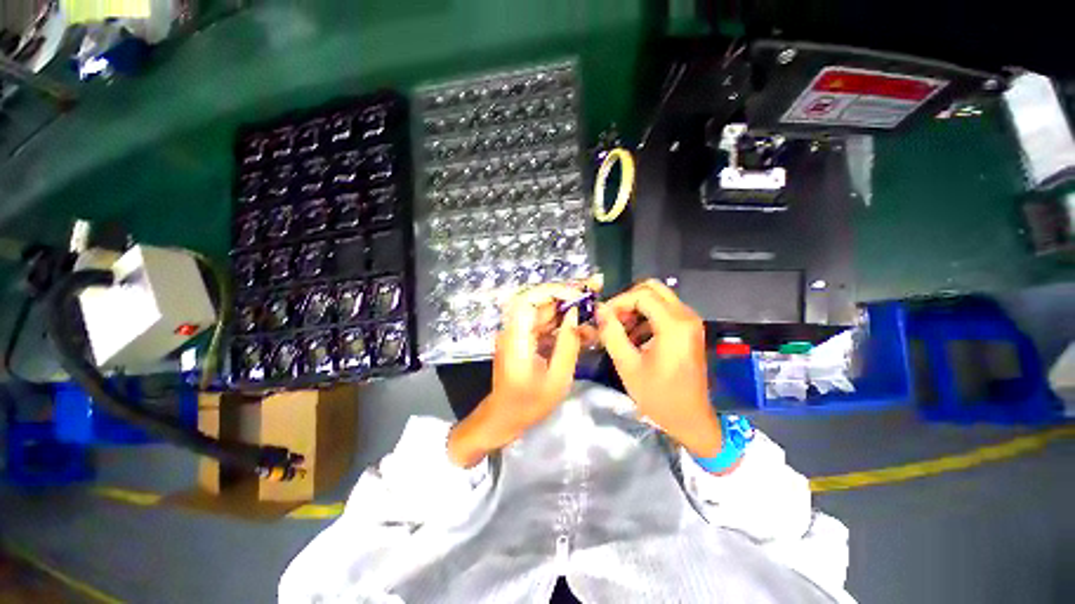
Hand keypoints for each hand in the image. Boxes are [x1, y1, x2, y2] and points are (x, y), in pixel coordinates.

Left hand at [448, 282, 588, 466]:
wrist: (504, 418)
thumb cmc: (529, 405)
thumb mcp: (557, 379)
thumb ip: (568, 344)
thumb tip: (575, 315)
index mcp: (516, 339)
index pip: (528, 300)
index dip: (553, 291)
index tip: (578, 294)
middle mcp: (514, 330)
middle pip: (539, 302)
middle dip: (567, 294)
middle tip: (594, 287)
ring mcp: (518, 333)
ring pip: (544, 311)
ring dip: (567, 307)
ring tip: (592, 304)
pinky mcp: (524, 339)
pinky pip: (544, 324)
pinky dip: (562, 322)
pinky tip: (581, 325)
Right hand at [595, 280, 722, 457]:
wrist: (690, 419)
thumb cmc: (658, 395)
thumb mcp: (628, 365)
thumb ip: (612, 333)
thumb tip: (599, 310)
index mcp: (674, 325)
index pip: (641, 295)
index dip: (618, 302)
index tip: (602, 318)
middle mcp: (686, 316)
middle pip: (652, 288)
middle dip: (627, 300)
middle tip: (612, 319)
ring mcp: (690, 322)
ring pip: (658, 297)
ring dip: (636, 308)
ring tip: (620, 330)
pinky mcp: (688, 329)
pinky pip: (664, 310)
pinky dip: (646, 316)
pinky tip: (634, 337)